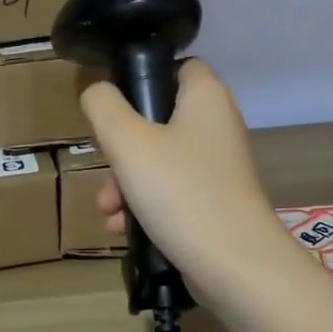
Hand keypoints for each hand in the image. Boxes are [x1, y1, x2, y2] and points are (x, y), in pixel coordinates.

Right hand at [81, 60, 304, 305]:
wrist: (235, 266)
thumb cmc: (181, 191)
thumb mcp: (128, 142)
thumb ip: (104, 107)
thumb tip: (97, 91)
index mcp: (206, 97)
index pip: (177, 66)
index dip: (143, 77)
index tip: (112, 105)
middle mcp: (217, 125)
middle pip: (159, 119)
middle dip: (122, 148)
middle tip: (105, 167)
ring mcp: (218, 167)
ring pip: (160, 161)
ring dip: (127, 182)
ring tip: (107, 210)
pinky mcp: (215, 202)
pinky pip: (172, 192)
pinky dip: (146, 205)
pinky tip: (123, 229)